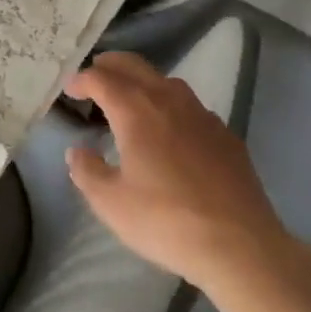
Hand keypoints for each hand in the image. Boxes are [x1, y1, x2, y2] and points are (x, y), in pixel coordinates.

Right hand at [65, 51, 291, 294]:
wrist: (240, 245)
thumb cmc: (166, 221)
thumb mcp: (111, 203)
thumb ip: (88, 172)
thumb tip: (77, 152)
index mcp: (135, 109)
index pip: (101, 79)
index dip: (82, 80)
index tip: (70, 89)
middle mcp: (168, 100)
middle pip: (134, 66)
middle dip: (110, 66)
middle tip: (95, 75)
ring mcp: (202, 114)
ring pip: (166, 81)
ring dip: (142, 81)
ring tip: (131, 99)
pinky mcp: (226, 134)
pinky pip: (191, 106)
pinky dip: (171, 105)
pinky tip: (172, 130)